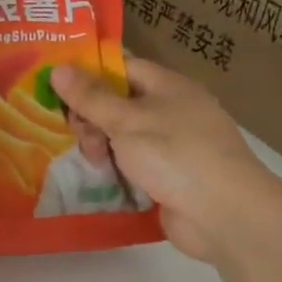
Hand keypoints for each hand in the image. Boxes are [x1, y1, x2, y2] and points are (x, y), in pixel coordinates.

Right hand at [50, 57, 270, 267]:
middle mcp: (172, 110)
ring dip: (103, 145)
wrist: (226, 215)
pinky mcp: (171, 176)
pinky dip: (117, 168)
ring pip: (124, 135)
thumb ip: (90, 97)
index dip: (89, 73)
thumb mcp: (126, 121)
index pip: (121, 67)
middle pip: (119, 103)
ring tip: (94, 162)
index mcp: (167, 86)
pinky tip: (102, 177)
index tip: (56, 87)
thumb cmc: (175, 154)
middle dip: (92, 117)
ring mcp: (173, 145)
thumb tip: (57, 68)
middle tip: (78, 135)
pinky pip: (134, 163)